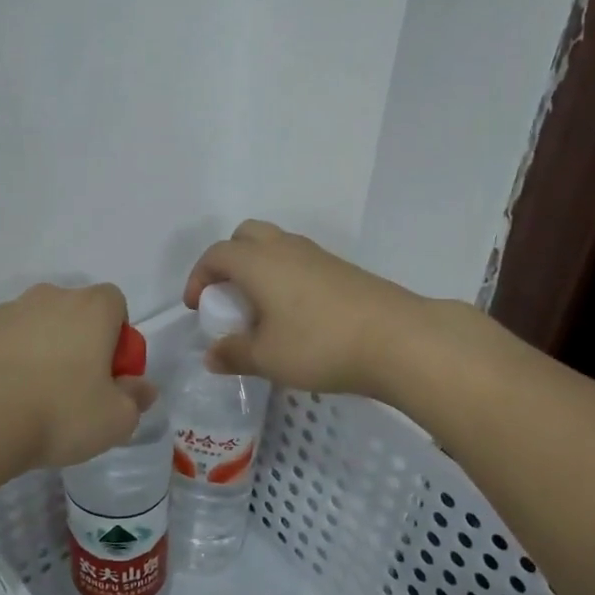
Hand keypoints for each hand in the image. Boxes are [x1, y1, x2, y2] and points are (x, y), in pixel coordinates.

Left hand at [0, 283, 157, 473]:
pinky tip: (4, 401)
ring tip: (35, 400)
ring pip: (38, 328)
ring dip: (43, 353)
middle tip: (77, 391)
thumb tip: (141, 388)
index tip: (110, 376)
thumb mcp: (115, 420)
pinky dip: (9, 364)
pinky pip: (4, 344)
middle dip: (81, 344)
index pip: (116, 304)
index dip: (119, 339)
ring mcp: (7, 312)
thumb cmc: (58, 412)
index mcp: (91, 307)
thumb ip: (136, 399)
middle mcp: (49, 297)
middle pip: (76, 314)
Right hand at [183, 221, 426, 396]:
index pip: (216, 254)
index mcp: (259, 262)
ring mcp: (318, 255)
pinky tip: (296, 315)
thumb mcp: (268, 358)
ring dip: (259, 268)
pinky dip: (285, 277)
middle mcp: (285, 248)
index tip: (197, 306)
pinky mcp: (343, 269)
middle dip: (229, 261)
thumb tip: (212, 355)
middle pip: (246, 236)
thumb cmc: (320, 345)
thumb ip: (234, 354)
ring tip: (261, 309)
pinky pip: (301, 262)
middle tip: (229, 296)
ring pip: (276, 246)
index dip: (199, 276)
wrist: (397, 339)